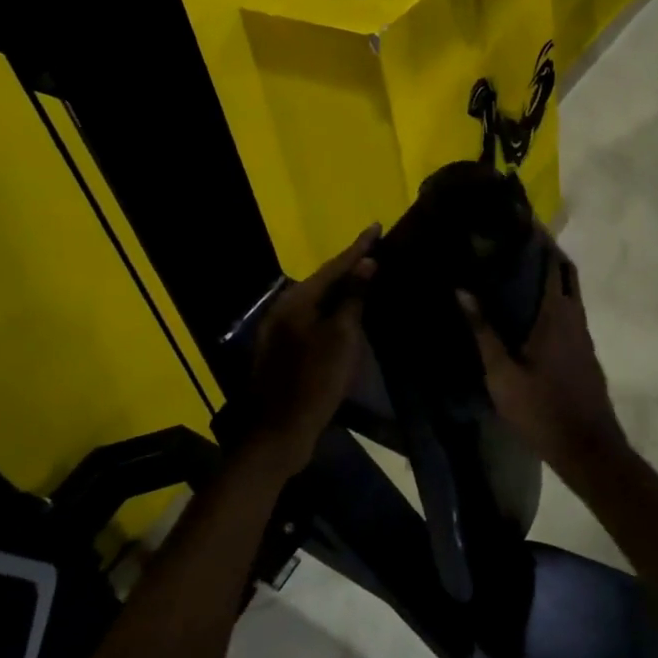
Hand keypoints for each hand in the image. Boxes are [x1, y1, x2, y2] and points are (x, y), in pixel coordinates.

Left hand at [247, 225, 378, 473]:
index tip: (376, 226)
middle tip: (375, 250)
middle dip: (349, 265)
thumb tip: (366, 264)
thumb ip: (353, 298)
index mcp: (296, 302)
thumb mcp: (341, 338)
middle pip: (323, 281)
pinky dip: (333, 310)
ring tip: (366, 275)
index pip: (334, 267)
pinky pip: (314, 318)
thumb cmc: (315, 381)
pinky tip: (348, 311)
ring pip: (318, 300)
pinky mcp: (284, 349)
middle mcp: (284, 309)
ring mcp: (281, 330)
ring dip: (342, 288)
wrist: (280, 431)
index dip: (358, 248)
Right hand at [458, 237, 626, 478]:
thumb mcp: (502, 374)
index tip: (519, 219)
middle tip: (516, 238)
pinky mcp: (583, 351)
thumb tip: (461, 291)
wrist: (587, 448)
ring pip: (569, 293)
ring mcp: (583, 335)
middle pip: (566, 272)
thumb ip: (483, 331)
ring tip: (517, 266)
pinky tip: (530, 309)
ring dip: (550, 274)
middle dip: (547, 251)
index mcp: (556, 315)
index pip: (553, 263)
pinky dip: (552, 297)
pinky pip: (568, 311)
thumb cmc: (541, 409)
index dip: (539, 238)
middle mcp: (574, 317)